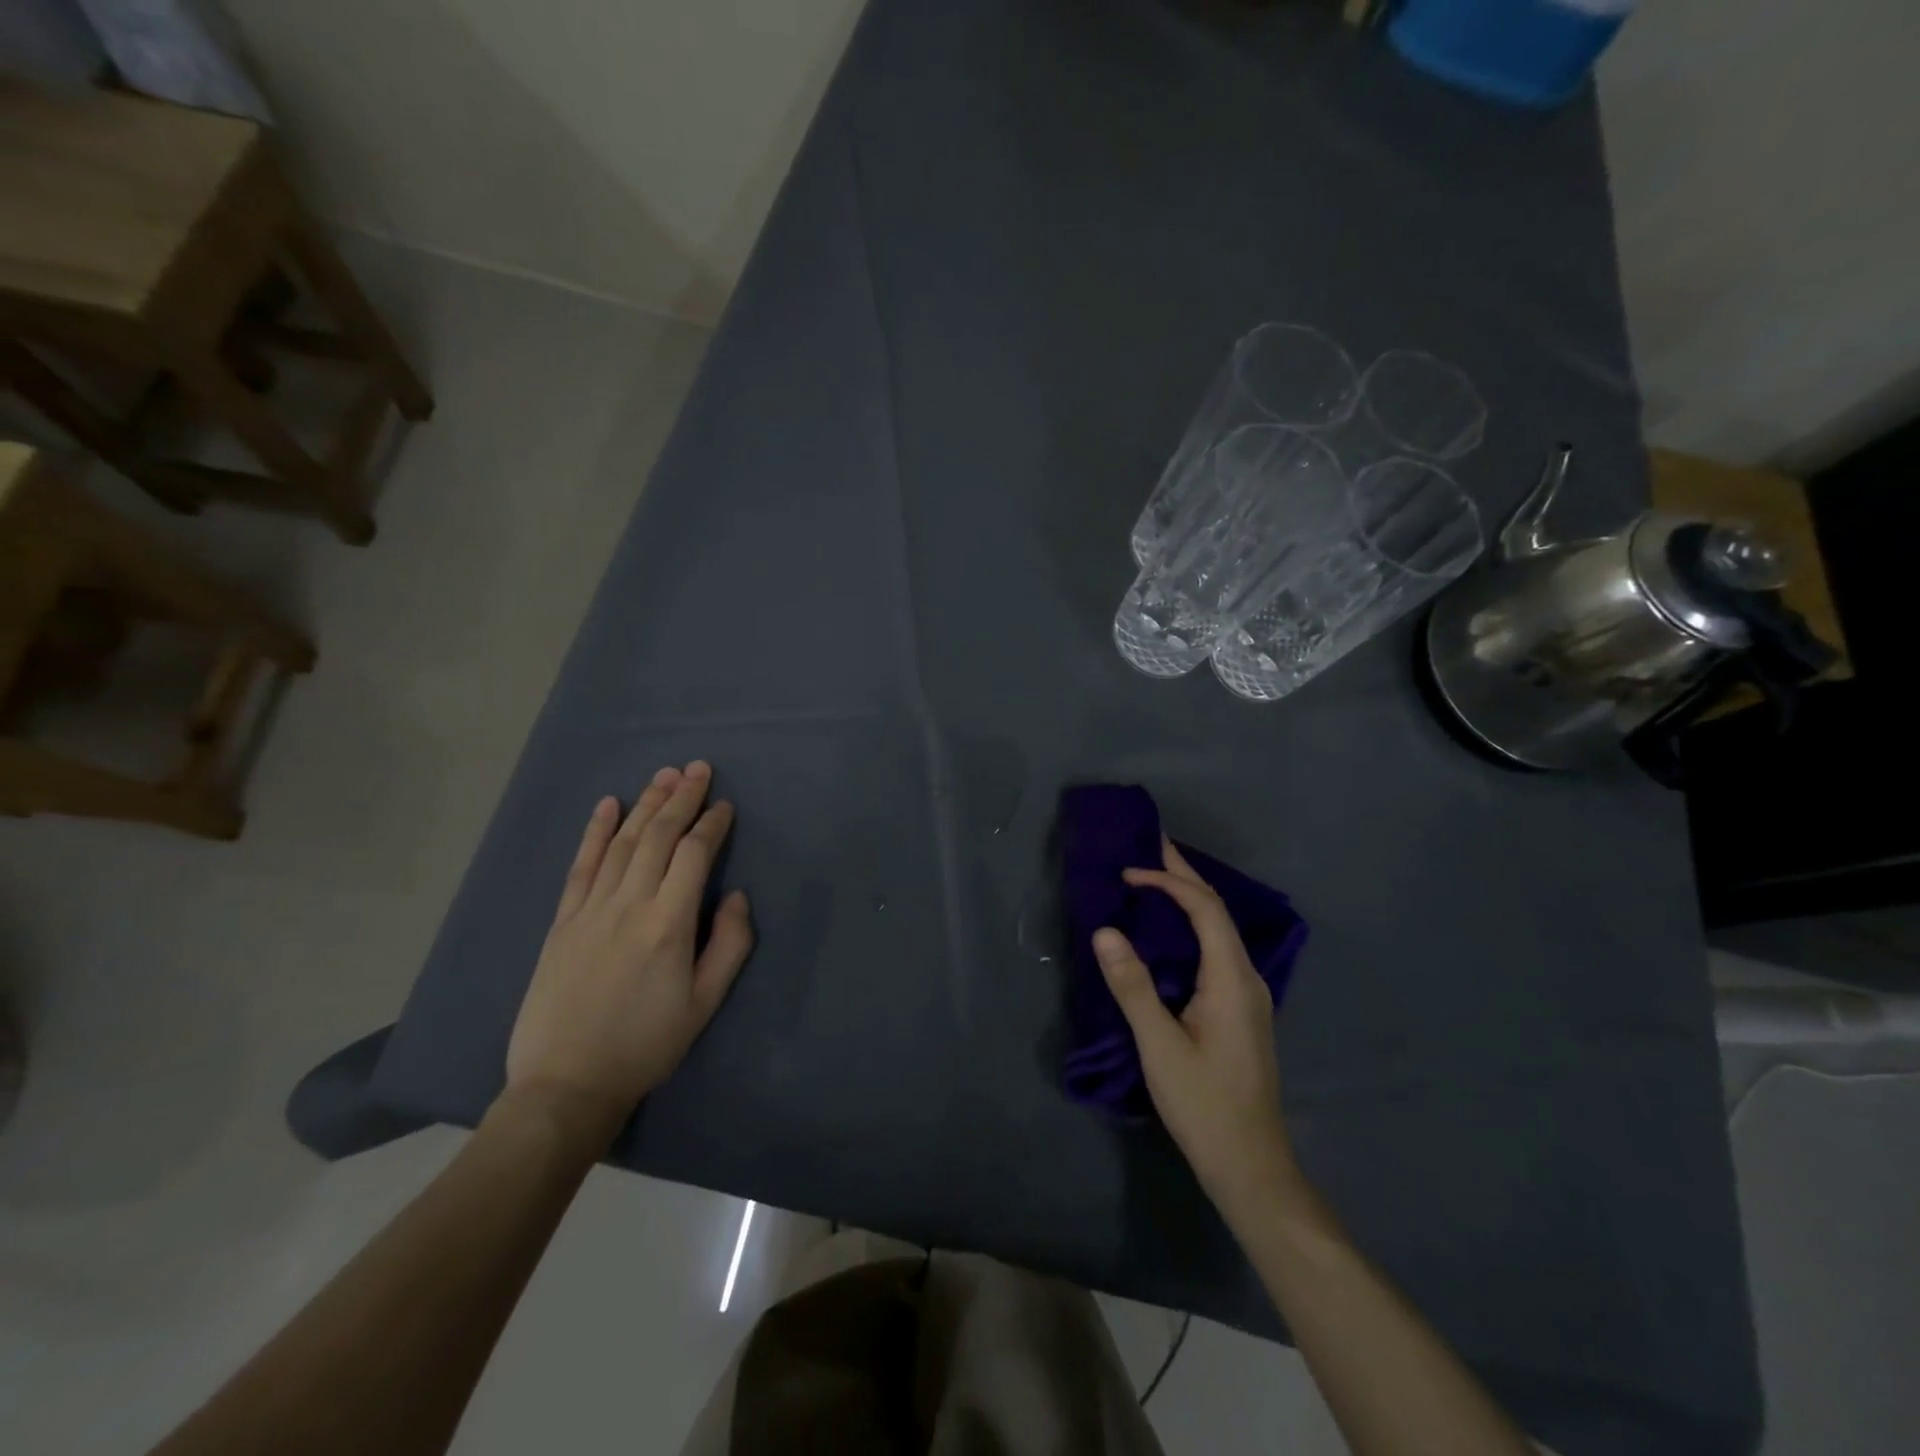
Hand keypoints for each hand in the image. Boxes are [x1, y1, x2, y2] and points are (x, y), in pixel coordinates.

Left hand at [504, 761, 753, 1145]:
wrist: (566, 1084)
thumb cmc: (646, 1044)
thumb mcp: (705, 1003)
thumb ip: (729, 944)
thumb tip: (734, 896)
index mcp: (668, 924)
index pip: (694, 855)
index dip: (712, 824)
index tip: (725, 804)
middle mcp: (629, 905)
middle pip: (659, 837)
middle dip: (680, 798)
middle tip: (697, 768)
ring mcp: (590, 910)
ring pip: (623, 844)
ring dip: (645, 805)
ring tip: (663, 775)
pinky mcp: (563, 921)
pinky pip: (581, 866)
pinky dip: (595, 832)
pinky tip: (607, 806)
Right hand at [1094, 839, 1299, 1220]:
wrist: (1249, 1164)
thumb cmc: (1203, 1103)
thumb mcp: (1158, 1045)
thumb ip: (1132, 985)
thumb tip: (1105, 930)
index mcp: (1231, 978)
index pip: (1205, 909)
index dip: (1168, 882)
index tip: (1129, 874)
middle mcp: (1246, 977)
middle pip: (1217, 910)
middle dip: (1184, 874)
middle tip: (1150, 844)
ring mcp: (1247, 994)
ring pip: (1219, 929)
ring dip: (1189, 898)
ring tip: (1155, 876)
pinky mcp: (1239, 1009)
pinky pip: (1216, 948)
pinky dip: (1192, 924)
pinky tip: (1171, 931)